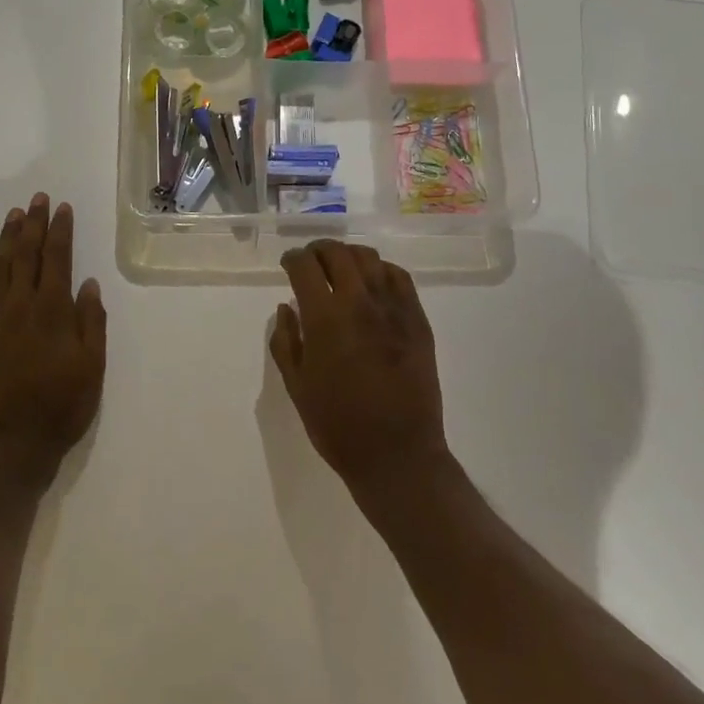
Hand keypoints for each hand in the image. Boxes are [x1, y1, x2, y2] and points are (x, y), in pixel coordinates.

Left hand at [0, 193, 106, 487]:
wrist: (12, 446)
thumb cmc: (62, 407)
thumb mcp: (93, 366)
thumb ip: (92, 321)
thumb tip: (88, 283)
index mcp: (54, 312)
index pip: (58, 260)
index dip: (60, 231)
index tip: (61, 208)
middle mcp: (22, 307)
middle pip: (27, 256)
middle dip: (32, 225)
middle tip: (36, 199)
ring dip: (5, 240)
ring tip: (12, 216)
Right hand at [270, 241, 448, 492]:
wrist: (396, 454)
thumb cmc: (337, 425)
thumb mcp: (297, 386)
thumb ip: (286, 341)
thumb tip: (287, 307)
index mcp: (325, 318)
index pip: (304, 266)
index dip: (292, 258)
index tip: (288, 264)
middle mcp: (360, 302)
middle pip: (338, 253)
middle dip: (319, 250)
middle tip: (311, 261)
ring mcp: (394, 309)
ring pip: (370, 259)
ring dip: (349, 256)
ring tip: (340, 268)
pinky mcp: (418, 320)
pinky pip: (399, 277)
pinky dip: (381, 270)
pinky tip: (373, 283)